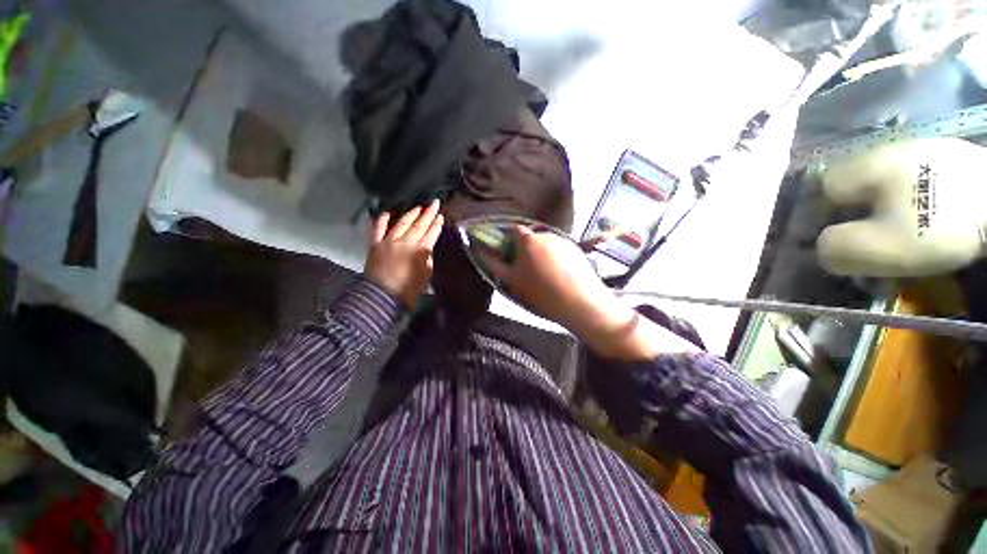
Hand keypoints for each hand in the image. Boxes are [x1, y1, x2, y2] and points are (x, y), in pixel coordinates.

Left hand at [364, 200, 443, 308]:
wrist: (383, 296)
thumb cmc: (409, 289)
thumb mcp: (426, 275)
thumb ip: (427, 259)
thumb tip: (426, 248)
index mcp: (420, 250)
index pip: (431, 233)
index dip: (436, 224)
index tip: (440, 215)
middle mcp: (406, 241)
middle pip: (419, 225)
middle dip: (428, 213)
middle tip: (434, 203)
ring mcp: (389, 241)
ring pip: (401, 223)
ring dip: (411, 214)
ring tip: (418, 207)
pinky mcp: (375, 244)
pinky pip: (378, 229)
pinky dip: (382, 221)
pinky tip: (387, 213)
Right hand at [480, 226, 631, 342]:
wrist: (580, 302)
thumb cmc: (541, 292)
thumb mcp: (512, 280)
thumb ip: (494, 263)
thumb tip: (480, 250)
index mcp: (528, 240)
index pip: (513, 229)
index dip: (507, 238)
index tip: (506, 252)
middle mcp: (546, 234)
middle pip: (530, 237)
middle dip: (525, 248)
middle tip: (525, 268)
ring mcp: (564, 241)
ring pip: (546, 244)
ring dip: (541, 253)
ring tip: (543, 274)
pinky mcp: (577, 250)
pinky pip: (560, 250)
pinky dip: (555, 258)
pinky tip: (558, 275)